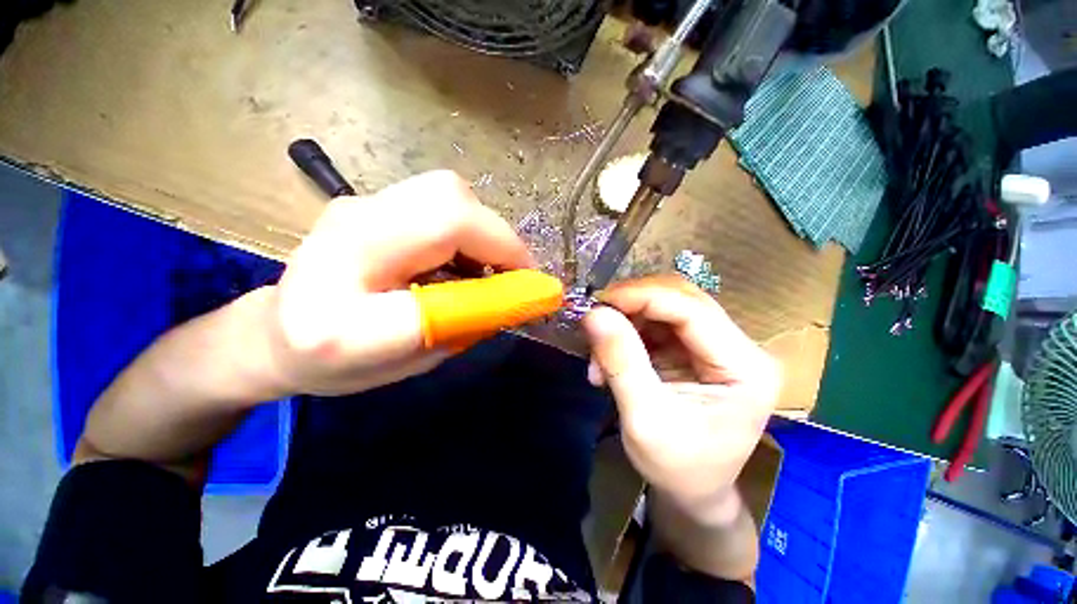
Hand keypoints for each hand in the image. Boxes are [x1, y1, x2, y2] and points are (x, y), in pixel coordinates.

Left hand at [265, 170, 532, 395]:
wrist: (275, 334)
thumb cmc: (340, 363)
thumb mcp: (411, 360)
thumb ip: (465, 325)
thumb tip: (519, 295)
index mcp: (342, 312)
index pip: (438, 277)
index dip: (499, 273)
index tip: (534, 289)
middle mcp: (344, 240)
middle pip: (448, 202)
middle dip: (498, 239)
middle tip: (513, 274)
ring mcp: (355, 207)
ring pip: (447, 193)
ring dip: (485, 230)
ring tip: (487, 267)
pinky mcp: (368, 201)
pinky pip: (437, 199)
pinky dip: (468, 225)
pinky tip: (461, 255)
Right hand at [582, 275, 779, 522]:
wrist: (693, 492)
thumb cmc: (677, 467)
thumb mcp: (644, 419)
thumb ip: (620, 361)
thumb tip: (594, 314)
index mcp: (745, 367)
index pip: (692, 309)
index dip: (642, 297)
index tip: (599, 302)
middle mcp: (739, 348)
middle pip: (681, 299)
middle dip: (632, 306)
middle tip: (595, 322)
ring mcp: (718, 346)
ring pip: (665, 308)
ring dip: (626, 323)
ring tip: (598, 356)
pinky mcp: (696, 349)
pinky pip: (657, 325)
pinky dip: (628, 334)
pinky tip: (609, 360)